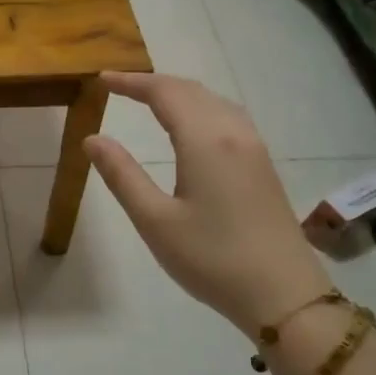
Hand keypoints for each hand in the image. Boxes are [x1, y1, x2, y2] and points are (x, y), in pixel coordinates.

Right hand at [84, 72, 332, 332]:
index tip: (101, 80)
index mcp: (205, 141)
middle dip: (153, 83)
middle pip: (191, 91)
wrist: (283, 294)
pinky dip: (199, 107)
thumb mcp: (154, 220)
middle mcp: (233, 133)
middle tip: (118, 87)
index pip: (164, 93)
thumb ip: (122, 175)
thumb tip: (92, 138)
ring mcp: (254, 148)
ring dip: (179, 93)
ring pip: (213, 101)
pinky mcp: (262, 165)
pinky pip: (227, 117)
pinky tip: (190, 125)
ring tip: (148, 99)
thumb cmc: (211, 258)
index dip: (131, 82)